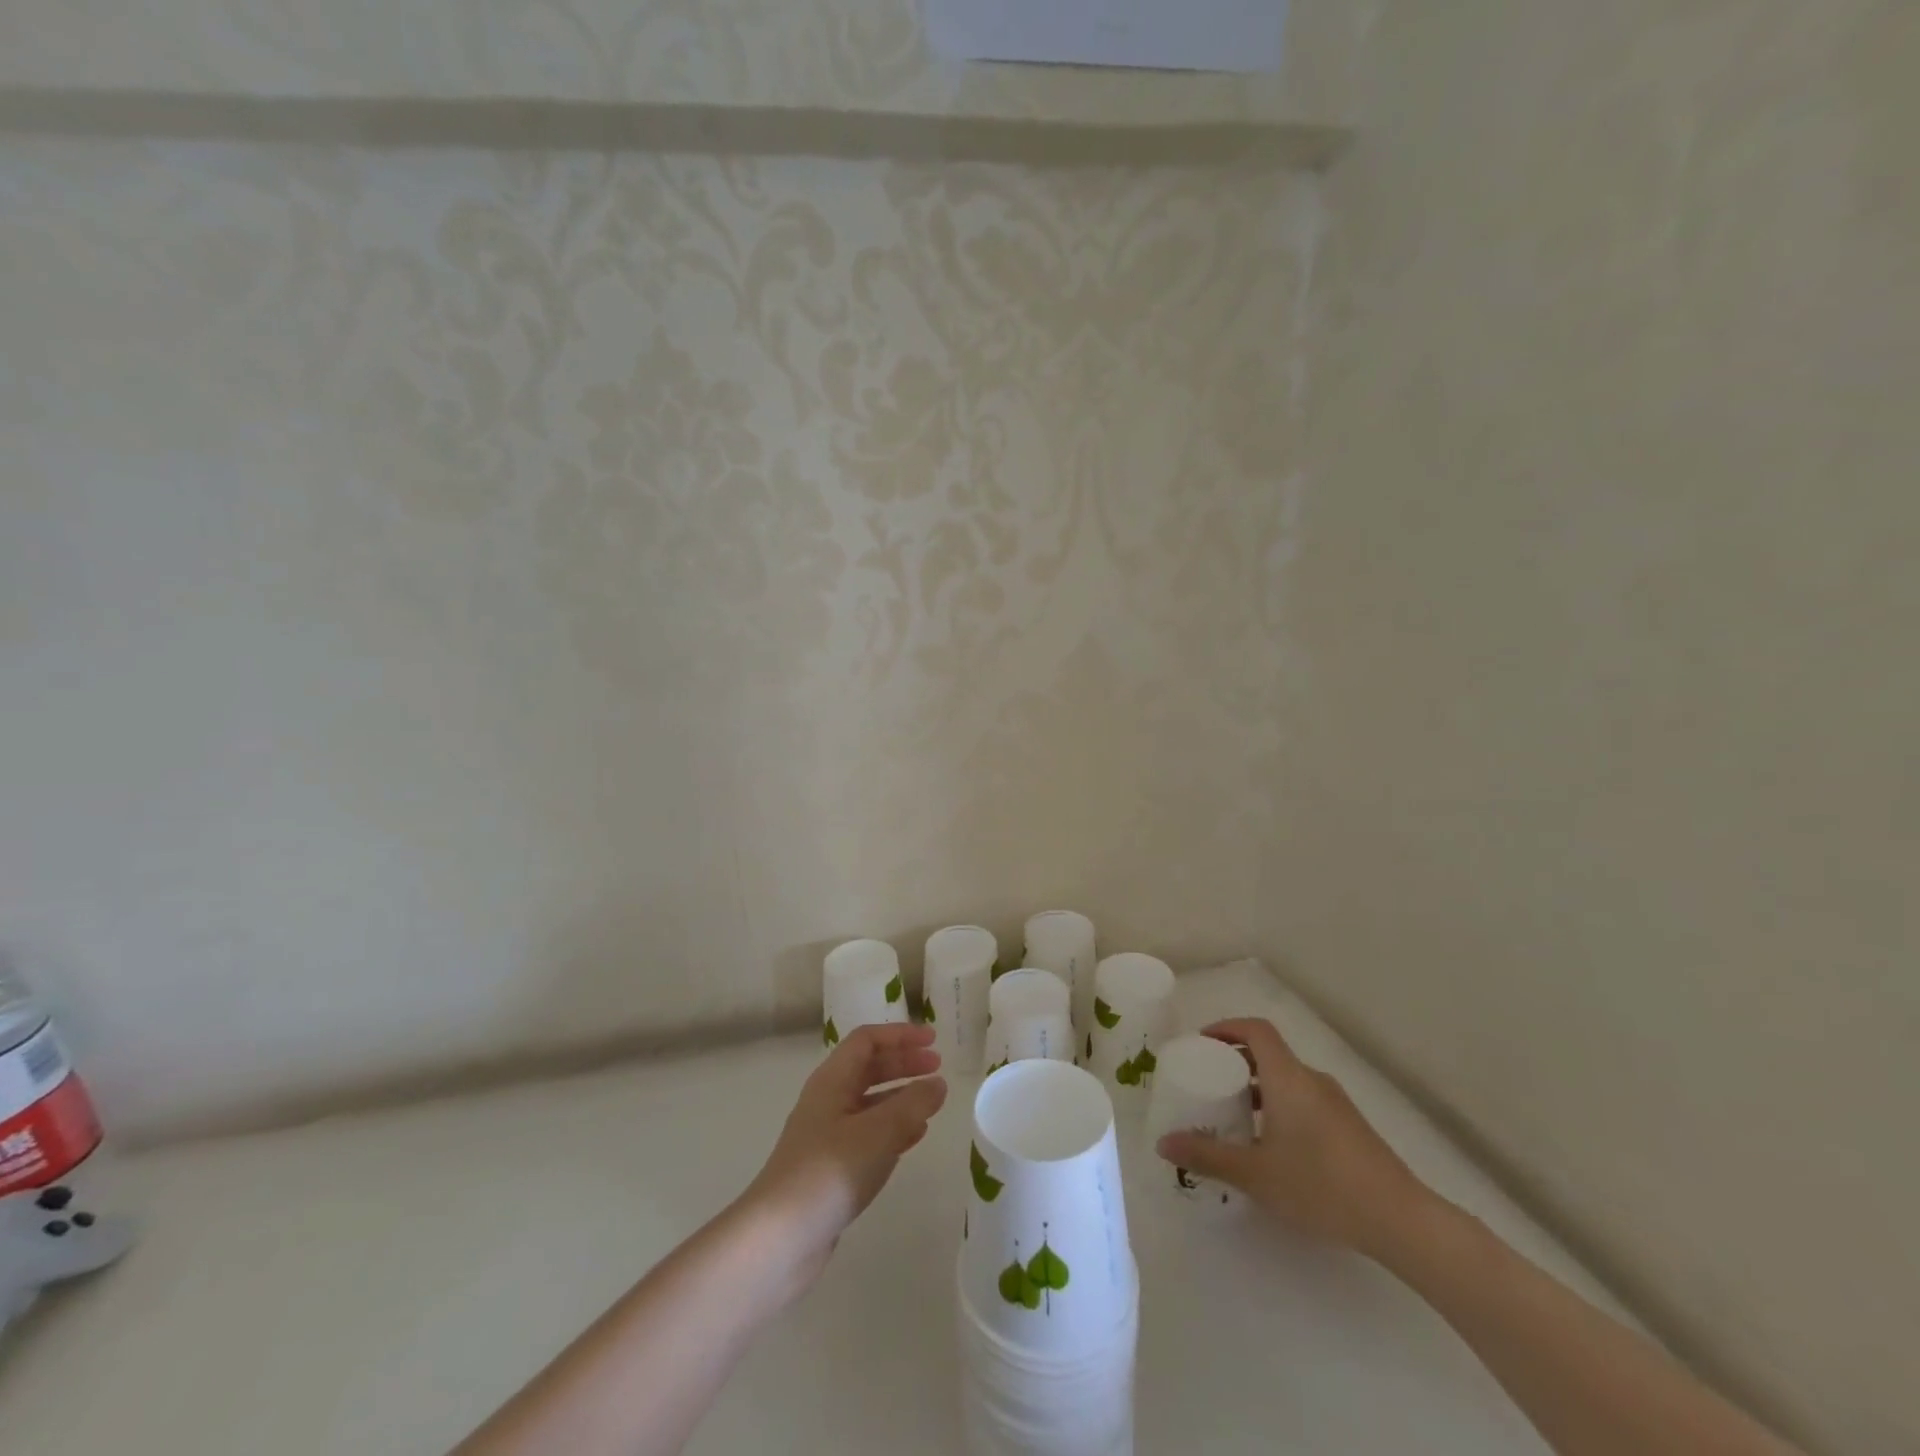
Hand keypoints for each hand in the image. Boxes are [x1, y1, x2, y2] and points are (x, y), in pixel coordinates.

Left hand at [740, 1023, 947, 1297]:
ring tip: (932, 1103)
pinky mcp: (831, 1168)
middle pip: (869, 1068)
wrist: (779, 1239)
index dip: (900, 1035)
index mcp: (832, 1081)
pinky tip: (914, 1138)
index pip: (867, 1040)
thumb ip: (912, 1104)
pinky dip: (893, 1129)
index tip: (933, 1041)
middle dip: (904, 1064)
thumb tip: (937, 1084)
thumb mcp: (878, 1132)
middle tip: (939, 1069)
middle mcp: (828, 1101)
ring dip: (901, 1096)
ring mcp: (827, 1135)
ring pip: (870, 1103)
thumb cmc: (829, 1172)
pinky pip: (868, 1134)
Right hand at [1156, 1018, 1426, 1258]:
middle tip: (1209, 1082)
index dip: (1226, 1027)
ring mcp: (1335, 1104)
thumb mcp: (1255, 1174)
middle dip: (1235, 1061)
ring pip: (1287, 1080)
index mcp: (1288, 1077)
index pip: (1255, 1029)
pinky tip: (1271, 1148)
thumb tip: (1162, 1143)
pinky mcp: (1349, 1128)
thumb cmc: (1321, 1185)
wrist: (1402, 1221)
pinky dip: (1279, 1107)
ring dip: (1257, 1088)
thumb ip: (1207, 1156)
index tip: (1201, 1043)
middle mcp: (1311, 1080)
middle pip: (1269, 1053)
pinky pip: (1304, 1101)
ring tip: (1233, 1118)